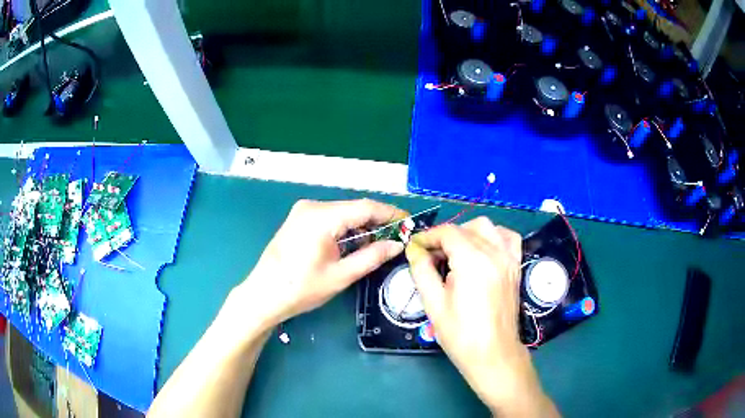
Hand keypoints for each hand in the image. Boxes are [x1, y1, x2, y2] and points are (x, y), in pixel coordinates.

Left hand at [232, 199, 407, 333]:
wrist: (263, 295)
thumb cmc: (300, 289)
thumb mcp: (341, 275)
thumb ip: (372, 256)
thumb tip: (397, 245)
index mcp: (322, 216)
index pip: (365, 207)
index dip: (390, 214)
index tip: (409, 223)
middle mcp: (312, 206)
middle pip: (354, 208)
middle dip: (377, 222)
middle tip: (397, 238)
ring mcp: (303, 212)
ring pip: (343, 213)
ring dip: (361, 227)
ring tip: (378, 245)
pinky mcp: (299, 220)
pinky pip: (330, 218)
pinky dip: (346, 229)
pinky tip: (354, 244)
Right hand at [406, 217, 557, 416]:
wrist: (492, 353)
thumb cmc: (460, 333)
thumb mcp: (433, 303)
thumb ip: (422, 270)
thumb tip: (414, 249)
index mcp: (473, 261)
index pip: (447, 232)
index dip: (428, 237)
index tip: (415, 248)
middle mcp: (494, 253)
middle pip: (465, 228)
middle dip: (444, 236)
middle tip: (431, 256)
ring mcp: (508, 258)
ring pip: (487, 227)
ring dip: (467, 233)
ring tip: (455, 252)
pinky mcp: (515, 266)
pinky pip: (507, 238)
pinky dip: (493, 236)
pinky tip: (483, 248)